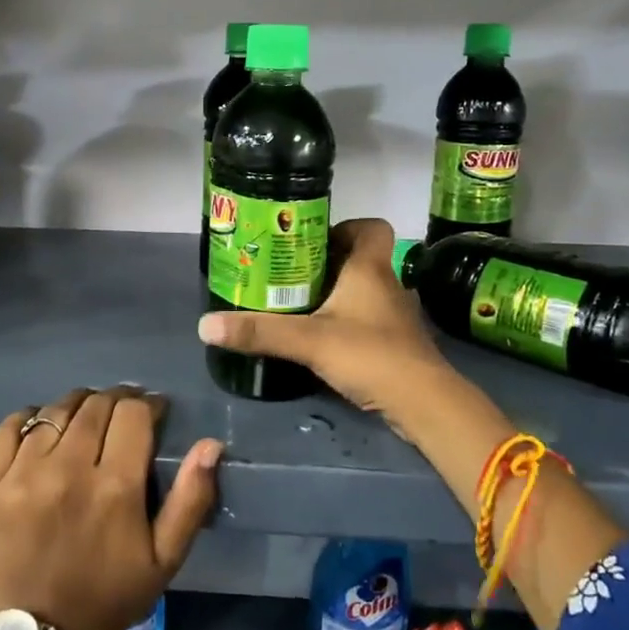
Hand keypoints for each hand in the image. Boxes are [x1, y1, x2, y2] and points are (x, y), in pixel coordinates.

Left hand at [0, 386, 220, 629]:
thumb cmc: (111, 595)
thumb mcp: (166, 558)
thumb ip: (192, 498)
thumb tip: (211, 444)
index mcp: (115, 487)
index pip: (133, 412)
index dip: (148, 404)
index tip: (154, 413)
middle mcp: (68, 469)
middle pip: (96, 404)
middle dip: (116, 401)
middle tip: (122, 417)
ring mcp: (24, 474)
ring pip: (56, 411)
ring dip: (78, 406)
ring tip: (86, 420)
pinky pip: (9, 427)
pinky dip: (30, 418)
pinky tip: (43, 429)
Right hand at [197, 218, 460, 441]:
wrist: (423, 403)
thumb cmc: (370, 354)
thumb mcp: (308, 341)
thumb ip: (259, 332)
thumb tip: (205, 325)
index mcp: (370, 269)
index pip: (371, 227)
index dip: (345, 226)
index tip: (312, 241)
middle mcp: (386, 285)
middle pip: (359, 259)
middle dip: (326, 263)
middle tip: (289, 274)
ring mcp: (394, 316)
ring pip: (363, 291)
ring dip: (335, 294)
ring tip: (297, 306)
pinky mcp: (395, 344)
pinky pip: (366, 320)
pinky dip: (346, 323)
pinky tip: (321, 340)